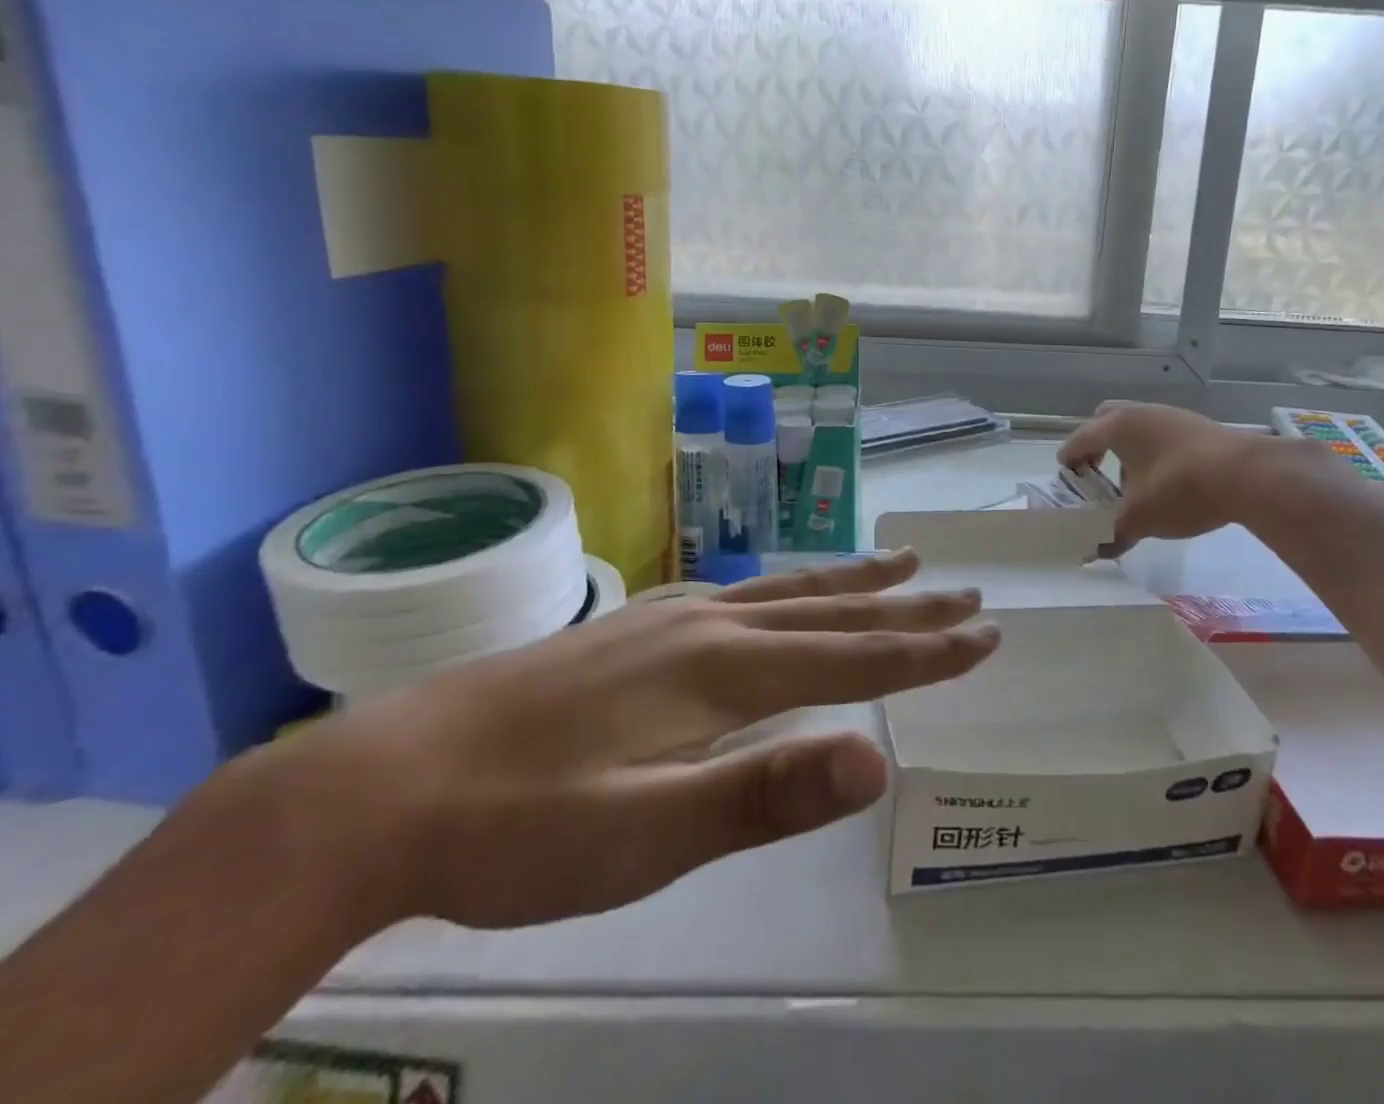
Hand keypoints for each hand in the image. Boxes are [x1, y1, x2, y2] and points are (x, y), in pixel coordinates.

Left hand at [264, 549, 991, 929]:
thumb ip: (764, 792)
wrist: (383, 786)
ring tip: (901, 562)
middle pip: (830, 611)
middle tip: (966, 590)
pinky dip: (786, 589)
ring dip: (851, 583)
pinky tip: (777, 593)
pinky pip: (740, 595)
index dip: (925, 650)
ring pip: (785, 592)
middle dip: (906, 607)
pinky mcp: (634, 627)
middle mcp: (708, 627)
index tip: (986, 634)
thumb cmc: (521, 828)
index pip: (853, 657)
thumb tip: (875, 760)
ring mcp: (668, 620)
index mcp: (723, 670)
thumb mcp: (646, 834)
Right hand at [1059, 401, 1329, 547]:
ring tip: (1133, 485)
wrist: (1248, 475)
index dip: (1068, 462)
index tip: (1067, 482)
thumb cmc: (1180, 489)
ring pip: (1137, 427)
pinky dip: (1153, 453)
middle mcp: (1141, 412)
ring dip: (1127, 451)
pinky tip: (1166, 483)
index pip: (1079, 439)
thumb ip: (1113, 534)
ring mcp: (1171, 416)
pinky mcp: (1197, 426)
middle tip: (1096, 474)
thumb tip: (1096, 553)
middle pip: (1105, 420)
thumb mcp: (1140, 518)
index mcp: (1117, 426)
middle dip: (1096, 445)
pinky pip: (1161, 434)